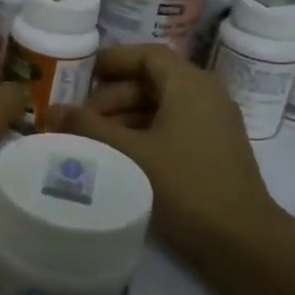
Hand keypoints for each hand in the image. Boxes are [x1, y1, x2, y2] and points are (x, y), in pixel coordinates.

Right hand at [49, 44, 280, 260]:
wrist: (240, 239)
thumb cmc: (184, 184)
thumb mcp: (129, 153)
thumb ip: (89, 128)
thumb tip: (54, 111)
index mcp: (190, 86)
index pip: (148, 55)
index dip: (113, 59)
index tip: (82, 73)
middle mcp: (206, 96)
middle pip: (153, 81)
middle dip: (112, 96)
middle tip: (79, 119)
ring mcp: (213, 124)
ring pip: (161, 106)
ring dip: (125, 118)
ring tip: (93, 140)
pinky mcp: (213, 150)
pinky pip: (173, 127)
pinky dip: (143, 133)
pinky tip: (120, 156)